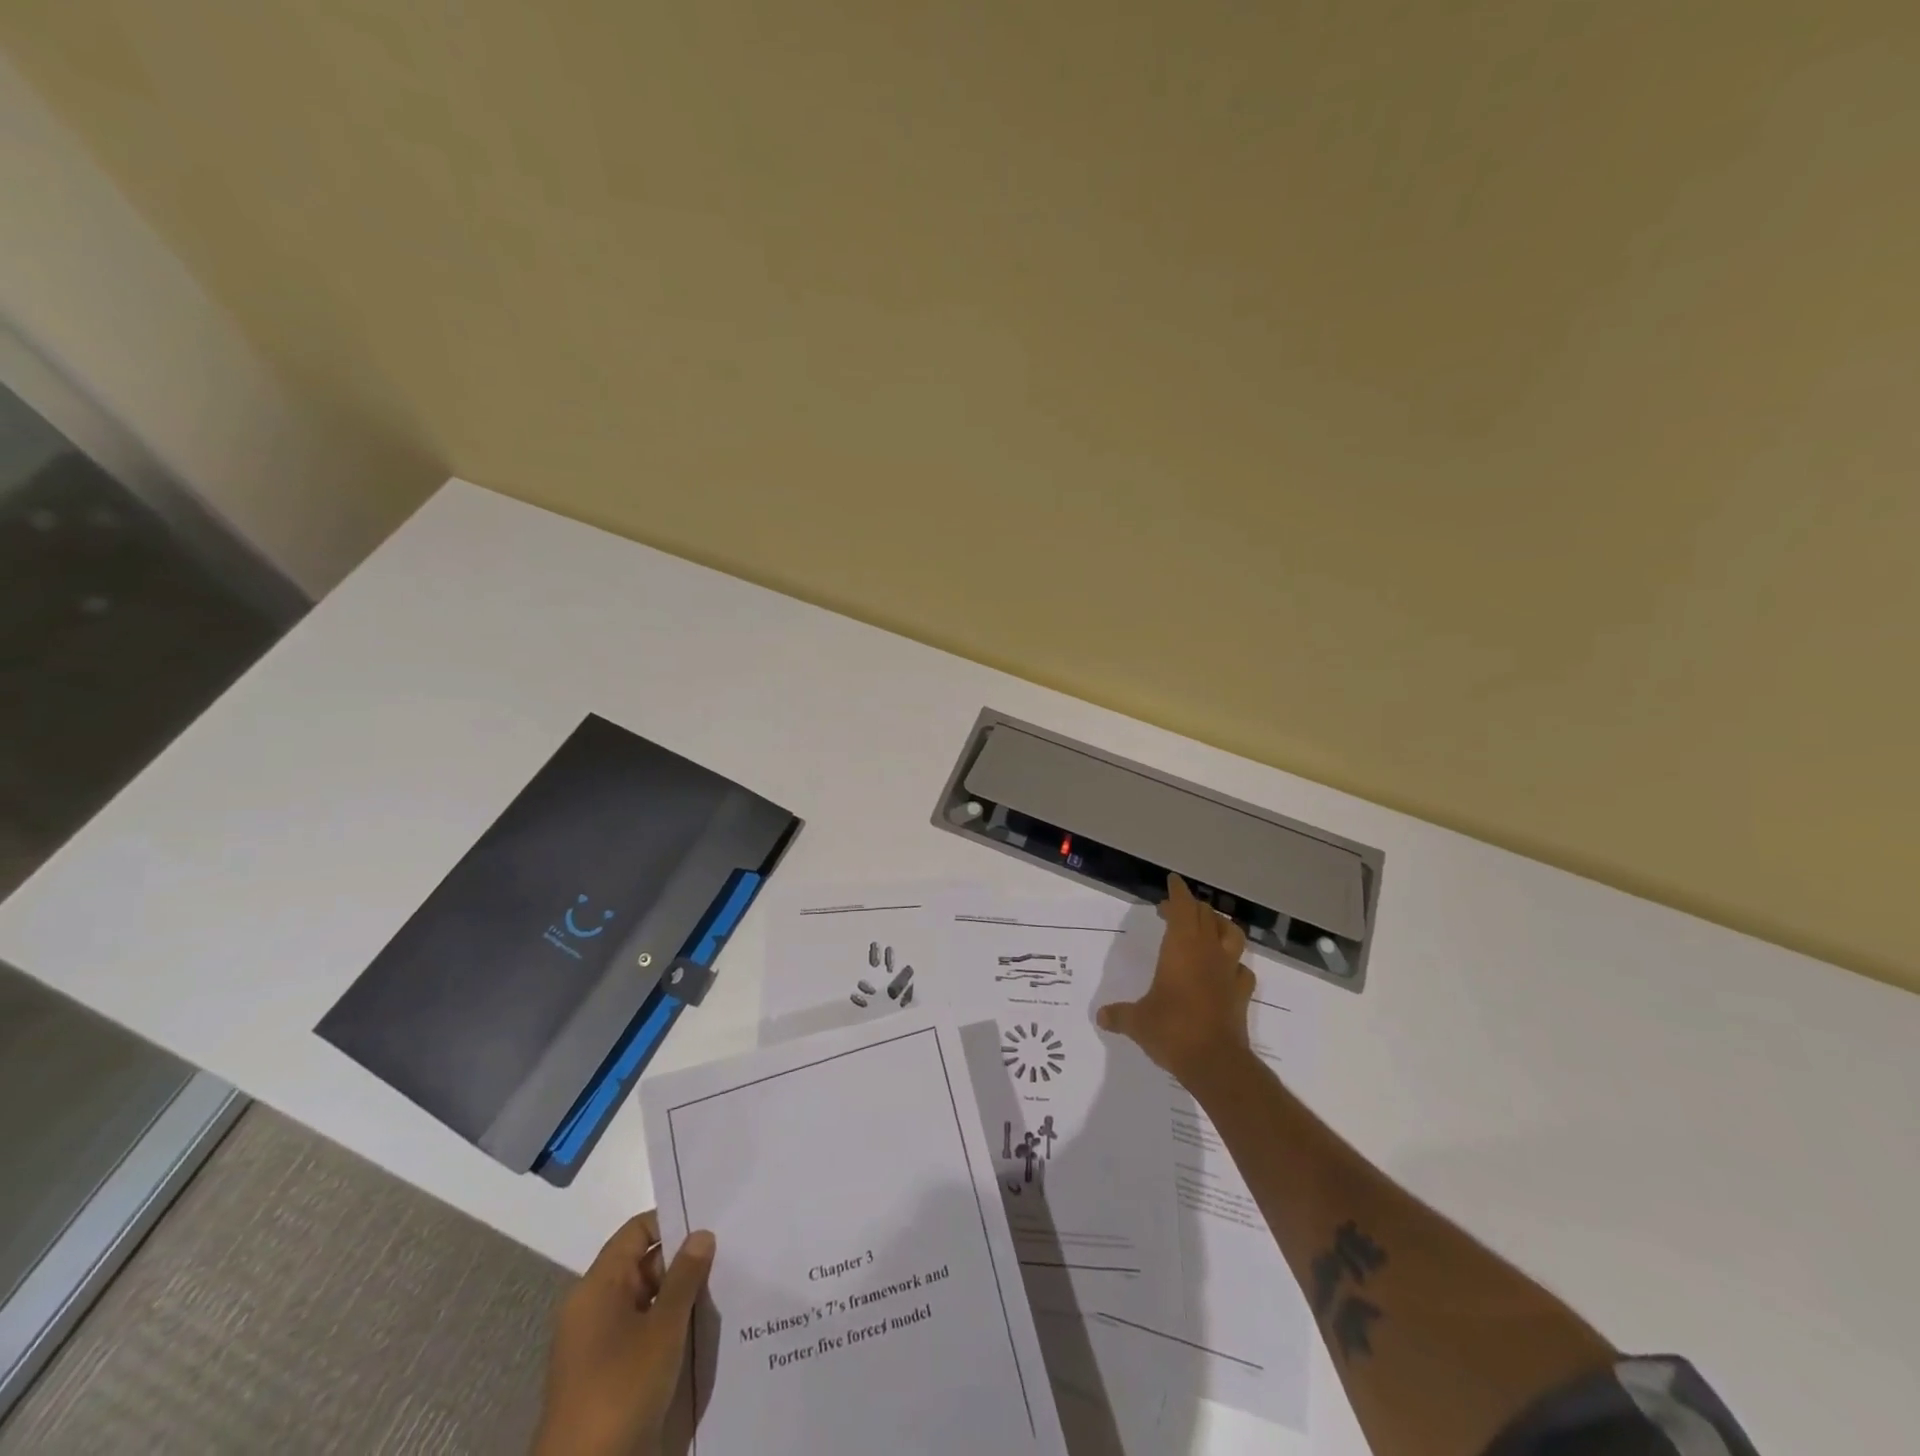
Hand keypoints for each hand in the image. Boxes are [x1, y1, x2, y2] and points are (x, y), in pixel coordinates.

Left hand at [533, 1213, 716, 1455]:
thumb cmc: (620, 1388)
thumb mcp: (662, 1329)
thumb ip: (685, 1277)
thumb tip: (702, 1233)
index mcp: (597, 1286)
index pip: (637, 1231)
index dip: (672, 1222)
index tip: (711, 1224)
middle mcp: (592, 1306)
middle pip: (642, 1264)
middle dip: (682, 1261)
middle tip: (727, 1257)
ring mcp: (596, 1342)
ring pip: (645, 1299)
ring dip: (678, 1297)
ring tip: (722, 1289)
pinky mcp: (604, 1373)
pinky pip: (640, 1330)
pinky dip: (667, 1326)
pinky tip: (700, 1330)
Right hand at [1097, 874, 1254, 1084]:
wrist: (1214, 1062)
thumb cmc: (1171, 1030)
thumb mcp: (1137, 1022)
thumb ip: (1120, 1015)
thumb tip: (1100, 1017)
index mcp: (1181, 948)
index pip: (1183, 908)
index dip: (1177, 892)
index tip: (1172, 881)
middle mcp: (1207, 952)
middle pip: (1206, 915)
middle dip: (1191, 907)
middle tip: (1173, 912)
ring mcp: (1228, 972)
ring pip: (1232, 934)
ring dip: (1219, 925)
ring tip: (1208, 928)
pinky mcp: (1241, 993)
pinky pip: (1242, 969)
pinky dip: (1233, 964)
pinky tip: (1225, 970)